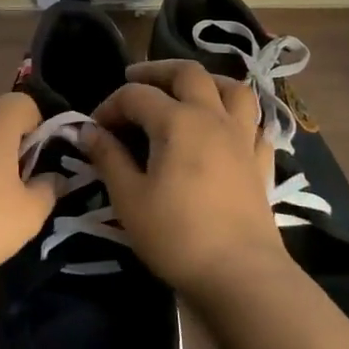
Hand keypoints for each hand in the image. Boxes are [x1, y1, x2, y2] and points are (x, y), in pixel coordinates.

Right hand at [83, 61, 285, 295]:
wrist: (241, 276)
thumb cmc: (177, 235)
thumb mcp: (129, 198)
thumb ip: (108, 157)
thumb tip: (87, 131)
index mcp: (177, 121)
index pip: (135, 96)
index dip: (109, 105)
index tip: (94, 130)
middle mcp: (213, 117)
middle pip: (188, 73)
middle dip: (157, 71)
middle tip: (134, 80)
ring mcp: (243, 138)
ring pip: (232, 89)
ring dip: (206, 82)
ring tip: (186, 92)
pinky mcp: (261, 163)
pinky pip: (255, 124)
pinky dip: (237, 117)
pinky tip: (225, 129)